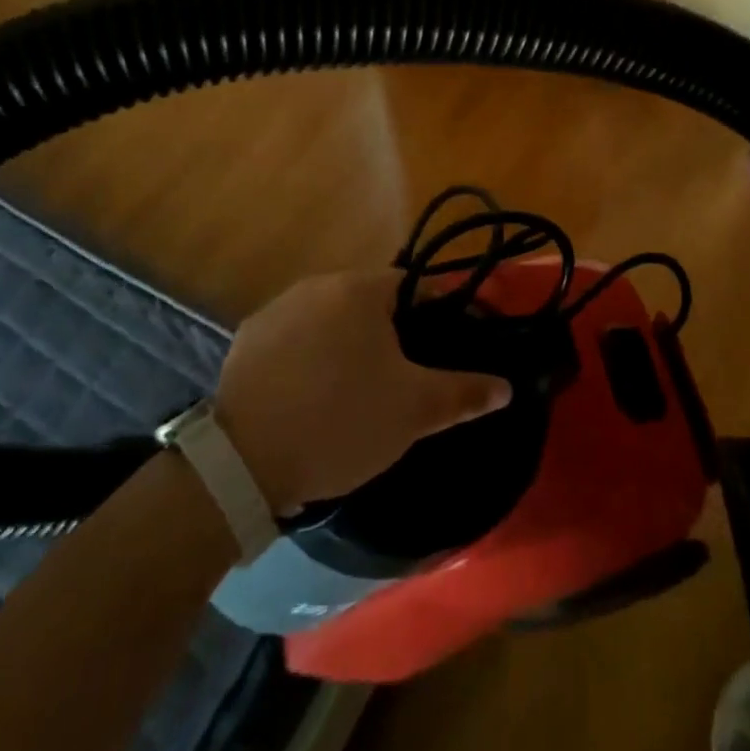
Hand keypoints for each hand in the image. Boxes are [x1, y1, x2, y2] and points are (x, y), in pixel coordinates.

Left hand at [215, 271, 511, 513]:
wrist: (242, 465)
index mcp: (360, 290)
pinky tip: (313, 395)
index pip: (414, 285)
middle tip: (405, 375)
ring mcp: (277, 310)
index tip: (448, 343)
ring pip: (331, 318)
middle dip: (393, 331)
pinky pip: (295, 338)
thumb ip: (464, 392)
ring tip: (358, 389)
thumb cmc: (341, 423)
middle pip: (371, 300)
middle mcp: (316, 285)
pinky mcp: (247, 340)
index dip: (438, 312)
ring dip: (350, 342)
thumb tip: (507, 386)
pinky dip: (311, 356)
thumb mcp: (414, 412)